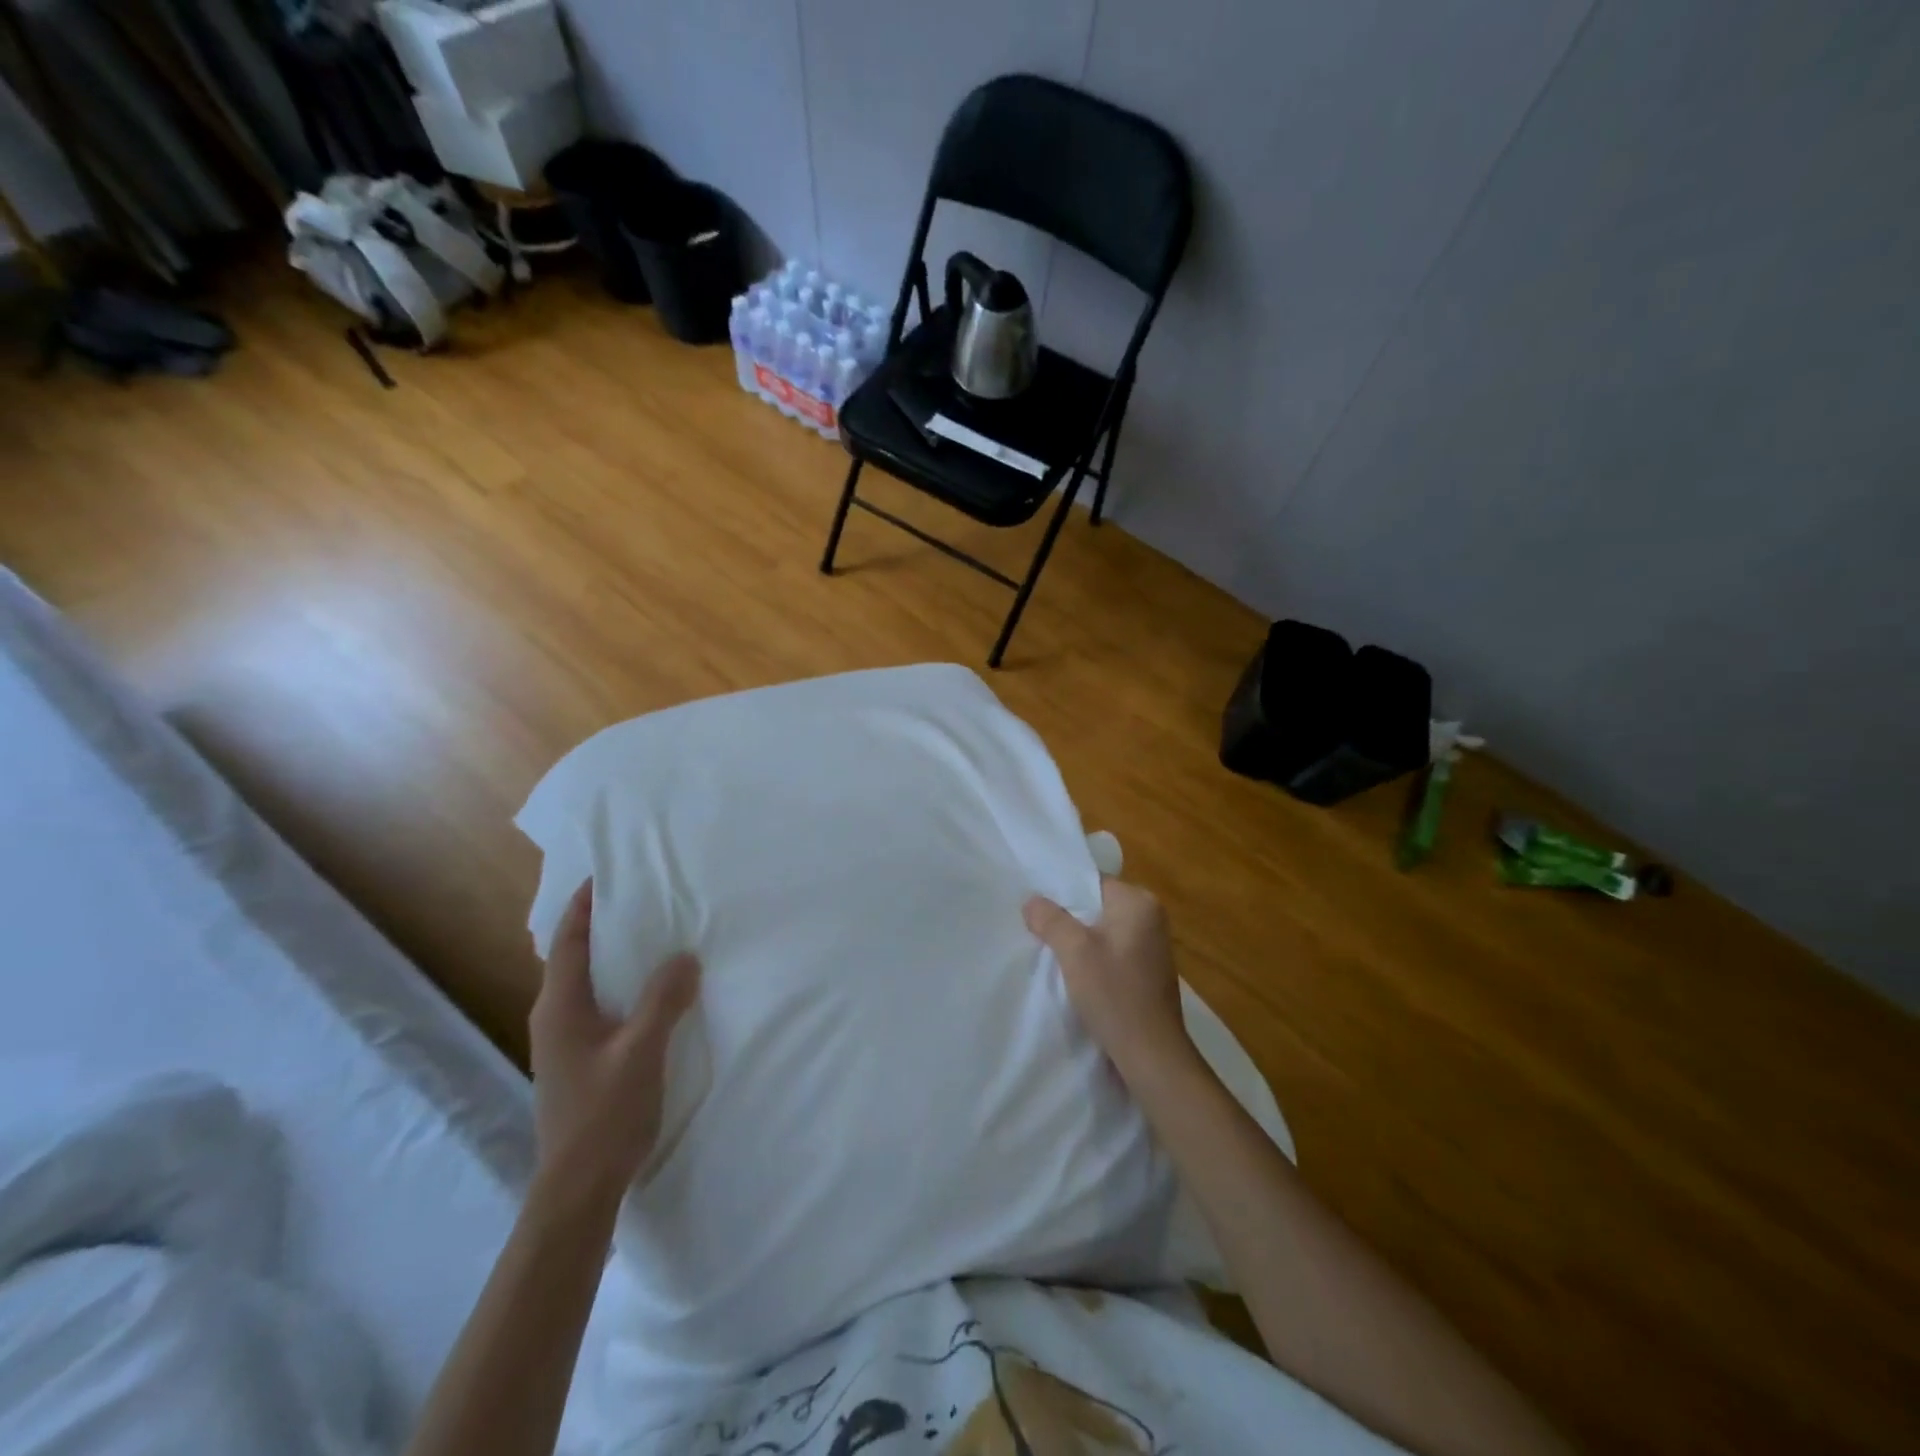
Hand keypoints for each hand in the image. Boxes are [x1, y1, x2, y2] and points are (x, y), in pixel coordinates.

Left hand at [528, 880, 700, 1201]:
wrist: (579, 1187)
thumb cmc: (604, 1114)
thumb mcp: (641, 1050)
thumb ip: (664, 999)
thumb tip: (685, 956)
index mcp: (560, 1007)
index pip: (568, 941)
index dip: (584, 905)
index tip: (607, 872)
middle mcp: (555, 1017)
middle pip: (575, 957)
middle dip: (603, 924)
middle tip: (643, 896)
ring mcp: (565, 1041)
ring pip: (589, 982)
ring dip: (615, 955)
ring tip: (654, 934)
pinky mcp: (581, 1059)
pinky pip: (601, 1004)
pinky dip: (623, 984)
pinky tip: (653, 989)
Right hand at [1024, 878, 1190, 1078]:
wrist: (1151, 1055)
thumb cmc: (1114, 994)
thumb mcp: (1074, 952)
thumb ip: (1050, 919)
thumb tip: (1032, 901)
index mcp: (1139, 902)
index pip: (1091, 881)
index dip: (1061, 892)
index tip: (1035, 907)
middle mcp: (1151, 916)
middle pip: (1097, 904)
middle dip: (1068, 917)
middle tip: (1036, 928)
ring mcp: (1153, 945)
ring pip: (1103, 929)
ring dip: (1080, 939)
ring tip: (1051, 950)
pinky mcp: (1149, 970)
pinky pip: (1113, 950)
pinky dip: (1094, 957)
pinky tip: (1076, 973)